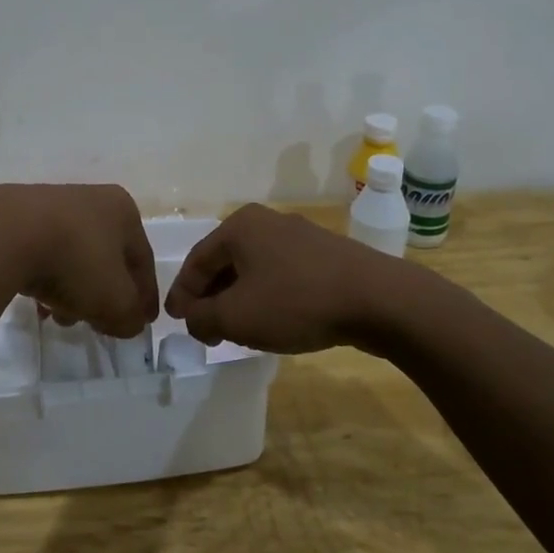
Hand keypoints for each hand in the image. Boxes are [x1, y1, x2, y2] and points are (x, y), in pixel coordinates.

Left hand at [0, 183, 158, 338]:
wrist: (5, 235)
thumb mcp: (115, 301)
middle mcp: (90, 199)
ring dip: (72, 292)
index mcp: (122, 210)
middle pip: (105, 259)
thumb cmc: (76, 262)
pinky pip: (41, 254)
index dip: (145, 296)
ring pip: (72, 258)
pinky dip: (44, 279)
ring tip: (58, 318)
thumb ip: (130, 317)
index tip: (142, 323)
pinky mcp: (16, 216)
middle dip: (102, 297)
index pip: (142, 260)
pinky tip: (35, 303)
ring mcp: (50, 205)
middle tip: (96, 325)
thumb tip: (129, 322)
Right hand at [164, 203, 390, 353]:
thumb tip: (193, 318)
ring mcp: (299, 236)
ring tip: (235, 329)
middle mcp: (266, 222)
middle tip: (203, 328)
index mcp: (239, 226)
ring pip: (254, 270)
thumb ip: (202, 317)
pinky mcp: (325, 255)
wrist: (379, 300)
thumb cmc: (296, 301)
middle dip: (211, 297)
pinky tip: (272, 320)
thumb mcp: (236, 316)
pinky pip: (281, 275)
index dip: (182, 294)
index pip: (196, 261)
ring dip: (238, 299)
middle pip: (225, 262)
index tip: (175, 321)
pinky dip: (267, 297)